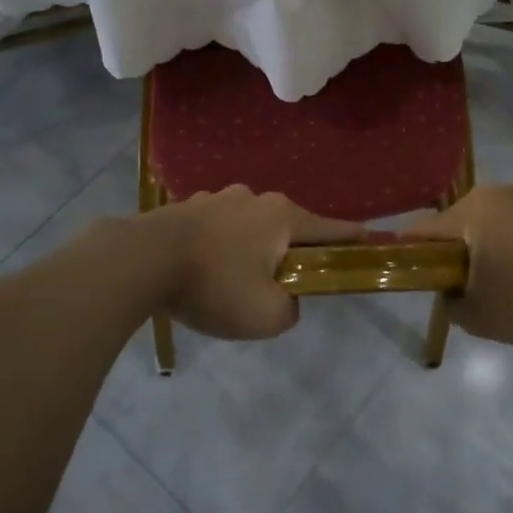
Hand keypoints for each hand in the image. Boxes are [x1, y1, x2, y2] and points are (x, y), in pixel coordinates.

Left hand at [142, 186, 363, 339]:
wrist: (141, 260)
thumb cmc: (214, 285)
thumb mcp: (267, 315)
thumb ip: (292, 308)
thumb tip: (287, 298)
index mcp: (283, 216)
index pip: (332, 228)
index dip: (354, 239)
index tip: (372, 242)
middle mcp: (255, 198)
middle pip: (289, 227)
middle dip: (293, 252)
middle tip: (286, 283)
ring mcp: (218, 197)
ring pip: (250, 226)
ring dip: (253, 249)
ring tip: (236, 281)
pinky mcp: (188, 207)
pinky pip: (219, 228)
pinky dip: (222, 246)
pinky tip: (205, 269)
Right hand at [407, 184, 512, 344]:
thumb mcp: (479, 318)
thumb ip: (452, 303)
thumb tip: (451, 293)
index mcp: (474, 211)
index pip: (428, 229)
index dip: (417, 250)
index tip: (421, 269)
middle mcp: (505, 190)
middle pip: (472, 217)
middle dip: (471, 243)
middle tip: (481, 277)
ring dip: (511, 235)